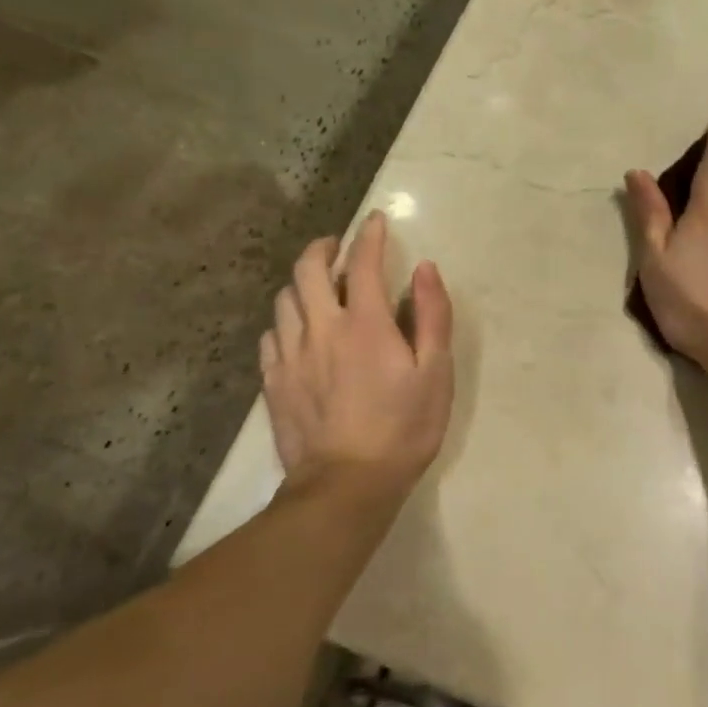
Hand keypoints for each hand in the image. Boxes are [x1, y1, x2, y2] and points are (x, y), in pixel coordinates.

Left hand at [260, 211, 454, 496]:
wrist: (346, 486)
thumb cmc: (403, 428)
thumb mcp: (436, 373)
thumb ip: (432, 315)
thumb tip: (424, 269)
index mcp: (364, 323)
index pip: (362, 262)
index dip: (369, 235)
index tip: (375, 221)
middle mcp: (320, 328)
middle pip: (307, 269)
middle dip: (323, 247)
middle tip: (337, 246)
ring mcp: (290, 355)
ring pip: (284, 299)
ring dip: (301, 283)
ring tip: (317, 288)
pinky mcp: (273, 381)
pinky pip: (271, 335)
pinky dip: (285, 321)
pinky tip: (297, 331)